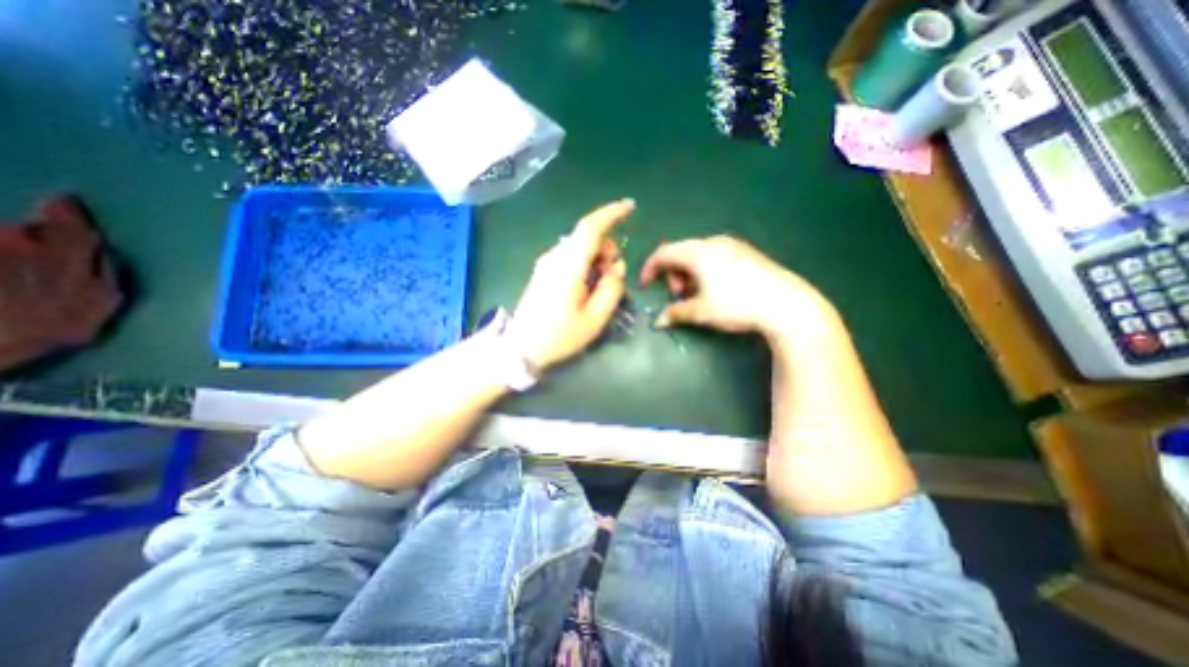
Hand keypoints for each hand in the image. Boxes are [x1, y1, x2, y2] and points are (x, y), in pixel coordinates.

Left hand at [504, 202, 630, 372]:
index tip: (630, 207)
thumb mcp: (594, 319)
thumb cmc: (559, 336)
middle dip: (607, 249)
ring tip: (599, 287)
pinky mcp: (543, 271)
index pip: (590, 227)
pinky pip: (570, 257)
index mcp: (568, 266)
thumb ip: (611, 289)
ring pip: (579, 247)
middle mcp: (555, 257)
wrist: (520, 347)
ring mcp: (546, 263)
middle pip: (586, 237)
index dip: (611, 213)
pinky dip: (585, 264)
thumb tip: (617, 268)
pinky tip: (586, 287)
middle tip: (613, 277)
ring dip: (596, 258)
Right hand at [642, 233, 833, 337]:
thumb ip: (676, 313)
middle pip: (681, 252)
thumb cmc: (737, 305)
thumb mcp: (702, 311)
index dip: (650, 268)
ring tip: (697, 294)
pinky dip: (705, 270)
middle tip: (679, 295)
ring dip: (689, 273)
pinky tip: (716, 288)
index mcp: (698, 252)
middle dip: (673, 274)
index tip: (644, 285)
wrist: (786, 304)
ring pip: (698, 254)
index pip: (664, 253)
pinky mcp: (746, 252)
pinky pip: (715, 255)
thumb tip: (658, 322)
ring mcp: (733, 245)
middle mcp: (713, 242)